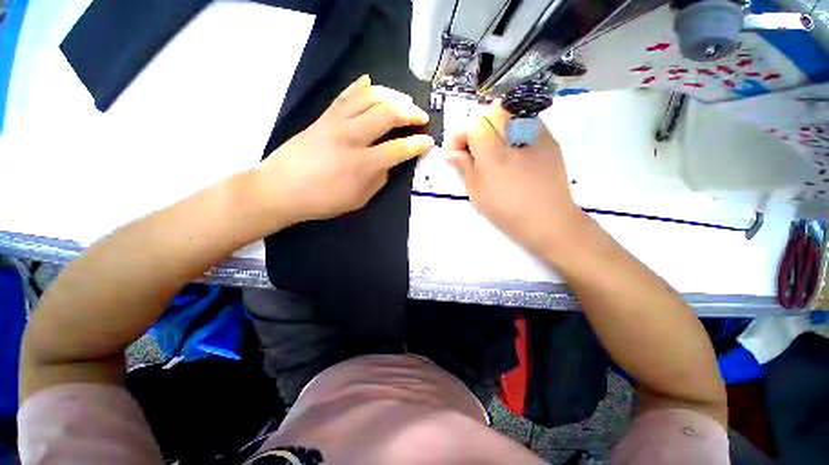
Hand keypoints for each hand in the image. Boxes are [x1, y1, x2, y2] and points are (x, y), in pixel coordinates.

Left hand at [256, 75, 434, 225]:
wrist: (280, 189)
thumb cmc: (322, 201)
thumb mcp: (358, 200)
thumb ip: (378, 179)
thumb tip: (389, 163)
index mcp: (363, 164)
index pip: (399, 148)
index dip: (418, 144)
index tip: (428, 141)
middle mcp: (352, 137)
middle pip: (387, 113)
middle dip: (410, 113)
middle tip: (421, 117)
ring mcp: (335, 123)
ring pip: (369, 97)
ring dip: (391, 96)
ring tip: (403, 102)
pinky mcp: (323, 117)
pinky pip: (345, 95)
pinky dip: (361, 86)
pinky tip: (371, 83)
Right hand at [446, 103, 586, 260]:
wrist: (548, 219)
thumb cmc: (506, 210)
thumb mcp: (476, 192)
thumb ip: (464, 167)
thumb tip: (452, 153)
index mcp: (493, 151)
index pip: (472, 124)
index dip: (459, 136)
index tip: (455, 154)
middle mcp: (515, 134)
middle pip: (490, 112)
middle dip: (475, 127)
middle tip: (471, 149)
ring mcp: (535, 133)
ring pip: (509, 113)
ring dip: (493, 125)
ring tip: (490, 148)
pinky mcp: (549, 139)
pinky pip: (525, 122)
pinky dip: (511, 130)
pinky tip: (511, 150)